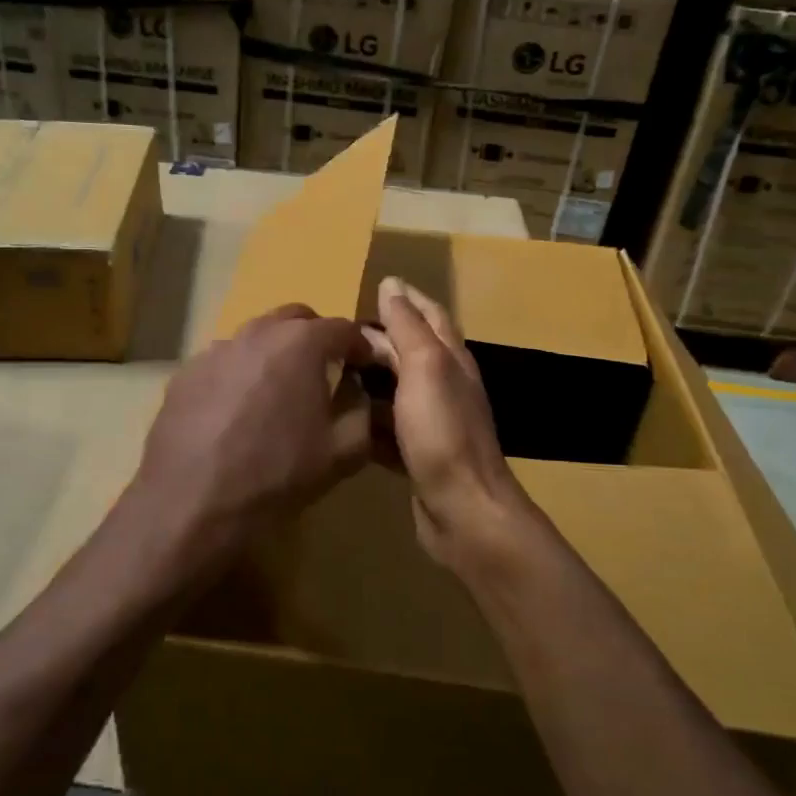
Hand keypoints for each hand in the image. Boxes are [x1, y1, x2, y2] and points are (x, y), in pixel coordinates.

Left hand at [129, 305, 373, 581]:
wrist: (191, 503)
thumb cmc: (275, 475)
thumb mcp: (342, 453)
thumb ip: (363, 413)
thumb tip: (360, 395)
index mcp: (301, 344)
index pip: (344, 329)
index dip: (362, 347)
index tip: (368, 369)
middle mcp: (257, 333)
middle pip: (297, 319)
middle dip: (317, 339)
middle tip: (325, 374)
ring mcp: (215, 350)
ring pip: (256, 337)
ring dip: (275, 353)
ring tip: (279, 394)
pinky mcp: (185, 373)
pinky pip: (224, 362)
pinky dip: (240, 374)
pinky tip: (237, 412)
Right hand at [367, 277, 544, 570]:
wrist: (463, 510)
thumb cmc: (443, 432)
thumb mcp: (424, 368)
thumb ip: (408, 327)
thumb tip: (392, 285)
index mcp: (451, 360)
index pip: (431, 315)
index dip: (407, 299)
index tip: (375, 286)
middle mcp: (446, 386)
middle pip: (412, 351)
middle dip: (382, 336)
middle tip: (339, 331)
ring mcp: (433, 423)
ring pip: (398, 389)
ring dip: (371, 377)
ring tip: (332, 369)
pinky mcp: (418, 454)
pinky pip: (389, 427)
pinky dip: (368, 418)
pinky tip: (341, 419)